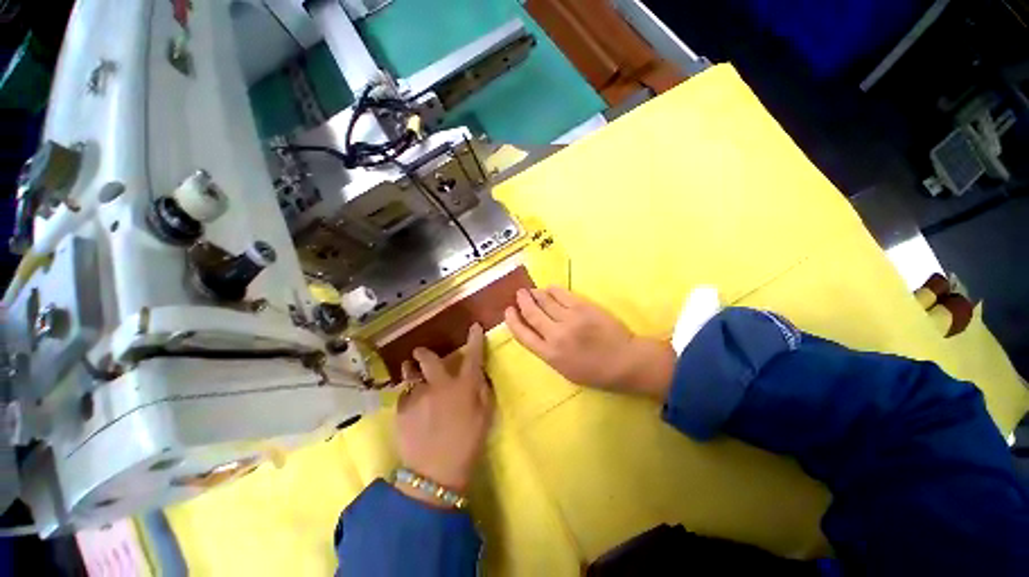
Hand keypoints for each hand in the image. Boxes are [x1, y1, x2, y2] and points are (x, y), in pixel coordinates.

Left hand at [395, 324, 493, 496]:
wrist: (435, 474)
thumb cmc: (467, 443)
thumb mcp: (485, 416)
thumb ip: (483, 390)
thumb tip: (479, 374)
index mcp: (463, 386)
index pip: (472, 355)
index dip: (474, 339)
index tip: (474, 326)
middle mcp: (439, 385)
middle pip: (429, 358)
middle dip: (424, 353)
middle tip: (421, 353)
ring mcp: (418, 395)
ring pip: (410, 373)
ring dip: (411, 370)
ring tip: (410, 371)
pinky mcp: (402, 409)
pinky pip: (404, 393)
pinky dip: (408, 393)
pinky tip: (411, 402)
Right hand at [504, 287, 675, 400]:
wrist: (625, 361)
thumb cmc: (595, 372)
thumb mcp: (565, 370)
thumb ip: (547, 351)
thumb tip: (536, 331)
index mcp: (550, 354)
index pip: (522, 334)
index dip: (512, 321)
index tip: (508, 311)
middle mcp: (556, 335)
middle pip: (532, 313)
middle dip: (522, 302)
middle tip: (519, 295)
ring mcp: (570, 319)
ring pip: (545, 301)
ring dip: (535, 294)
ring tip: (531, 291)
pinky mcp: (583, 307)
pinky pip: (562, 294)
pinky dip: (552, 290)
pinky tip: (548, 288)